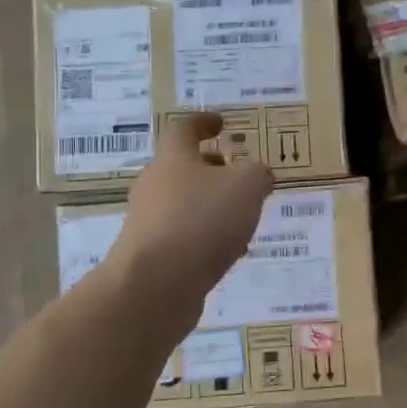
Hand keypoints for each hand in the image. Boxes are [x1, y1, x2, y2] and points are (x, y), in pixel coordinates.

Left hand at [107, 114, 273, 325]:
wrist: (156, 285)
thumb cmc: (202, 221)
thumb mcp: (246, 186)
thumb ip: (257, 174)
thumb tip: (259, 174)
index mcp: (173, 160)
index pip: (183, 130)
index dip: (203, 122)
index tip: (220, 122)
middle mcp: (154, 187)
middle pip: (180, 169)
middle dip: (209, 169)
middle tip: (235, 174)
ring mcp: (147, 223)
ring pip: (182, 205)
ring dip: (209, 206)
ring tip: (240, 219)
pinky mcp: (150, 257)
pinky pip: (182, 238)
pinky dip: (204, 238)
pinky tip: (226, 254)